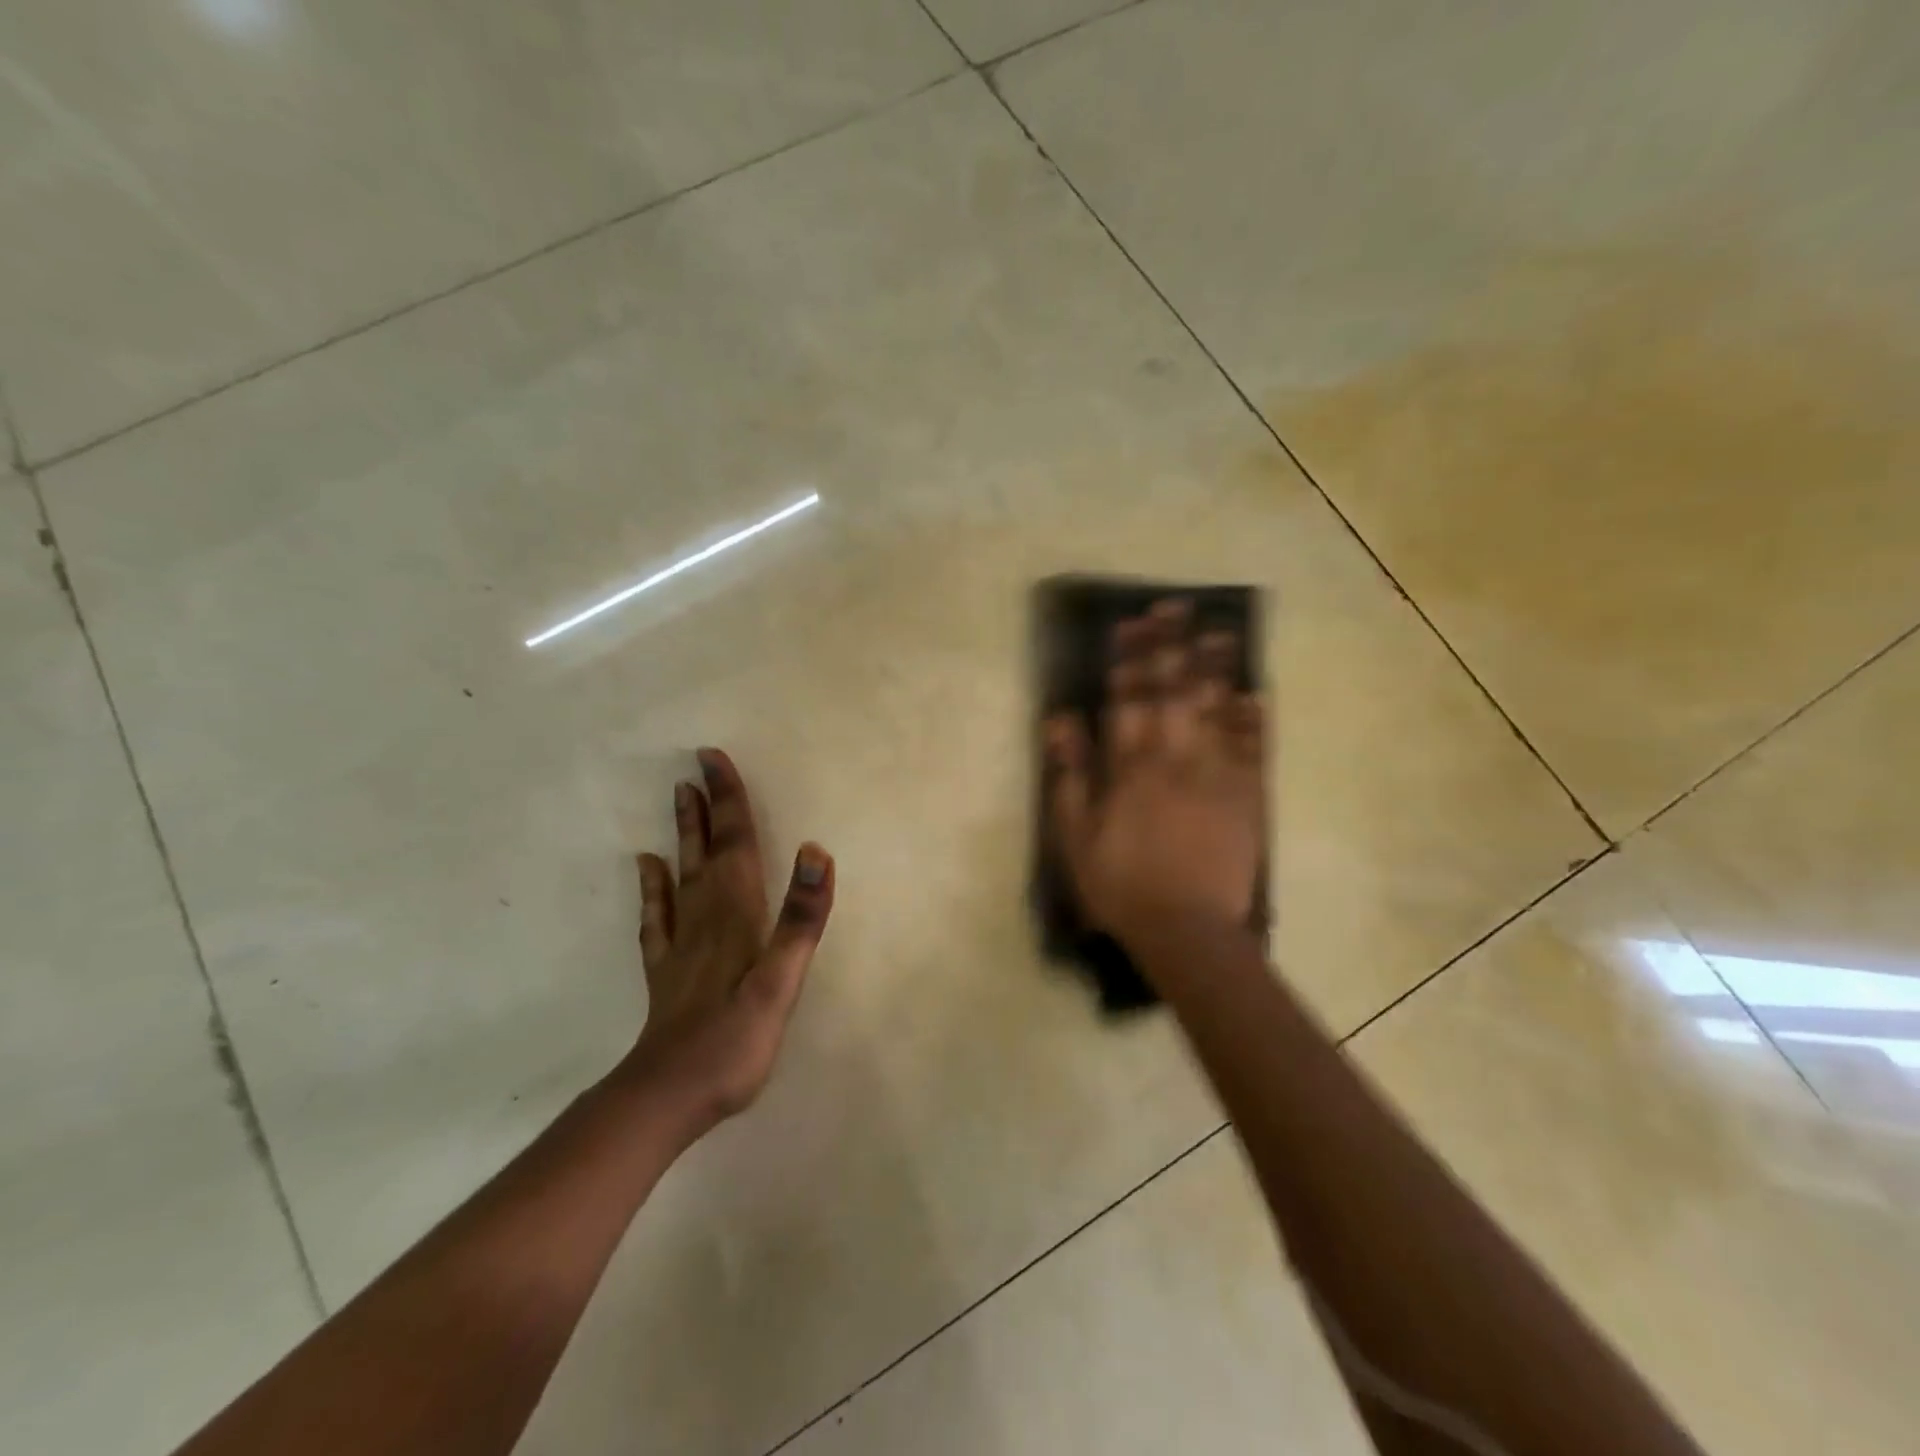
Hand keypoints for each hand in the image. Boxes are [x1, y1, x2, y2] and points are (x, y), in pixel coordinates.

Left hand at [619, 748, 834, 1137]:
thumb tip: (816, 851)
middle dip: (708, 805)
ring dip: (683, 833)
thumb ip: (800, 918)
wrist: (668, 1095)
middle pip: (708, 849)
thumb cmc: (733, 1039)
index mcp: (736, 913)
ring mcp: (682, 942)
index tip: (714, 758)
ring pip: (682, 874)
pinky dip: (653, 888)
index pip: (736, 843)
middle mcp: (706, 915)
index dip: (729, 799)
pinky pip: (658, 916)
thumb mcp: (780, 981)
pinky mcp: (667, 969)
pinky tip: (646, 867)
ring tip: (678, 797)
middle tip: (696, 764)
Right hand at [1048, 600, 1265, 952]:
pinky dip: (1253, 719)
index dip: (1130, 657)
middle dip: (1173, 646)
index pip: (1130, 698)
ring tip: (1219, 631)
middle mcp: (1175, 759)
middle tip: (1176, 607)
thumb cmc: (1120, 885)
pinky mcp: (1247, 797)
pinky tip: (1254, 693)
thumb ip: (1070, 775)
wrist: (1186, 931)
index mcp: (1131, 768)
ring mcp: (1216, 776)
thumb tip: (1060, 720)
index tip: (1131, 623)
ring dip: (1216, 668)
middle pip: (1175, 691)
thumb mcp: (1075, 836)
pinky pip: (1252, 749)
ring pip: (1217, 710)